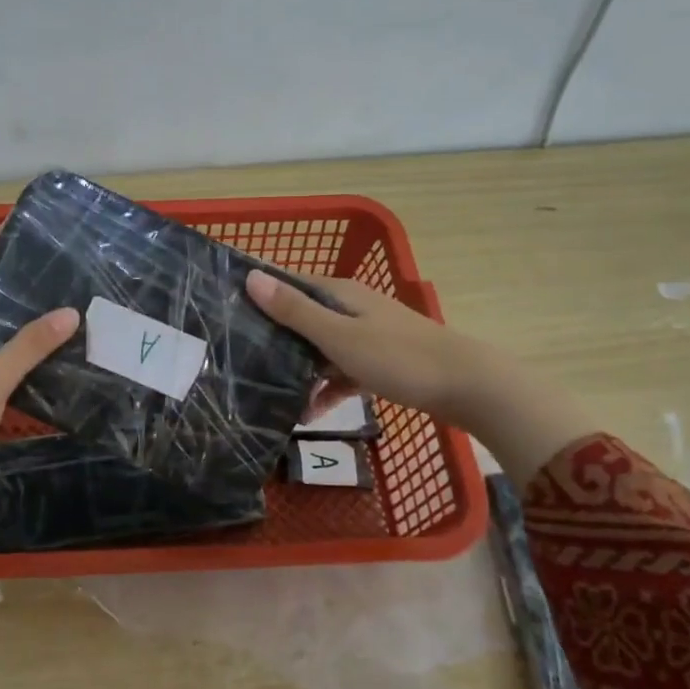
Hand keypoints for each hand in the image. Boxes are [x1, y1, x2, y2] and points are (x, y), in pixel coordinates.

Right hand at [246, 268, 597, 485]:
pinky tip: (309, 413)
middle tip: (234, 356)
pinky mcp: (378, 362)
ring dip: (297, 368)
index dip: (257, 290)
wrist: (468, 386)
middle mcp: (351, 308)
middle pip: (300, 316)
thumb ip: (295, 311)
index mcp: (340, 293)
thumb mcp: (339, 336)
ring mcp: (366, 335)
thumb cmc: (398, 357)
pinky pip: (340, 371)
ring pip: (318, 347)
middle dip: (271, 335)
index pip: (287, 283)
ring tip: (265, 391)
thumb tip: (251, 276)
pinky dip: (325, 388)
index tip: (221, 305)